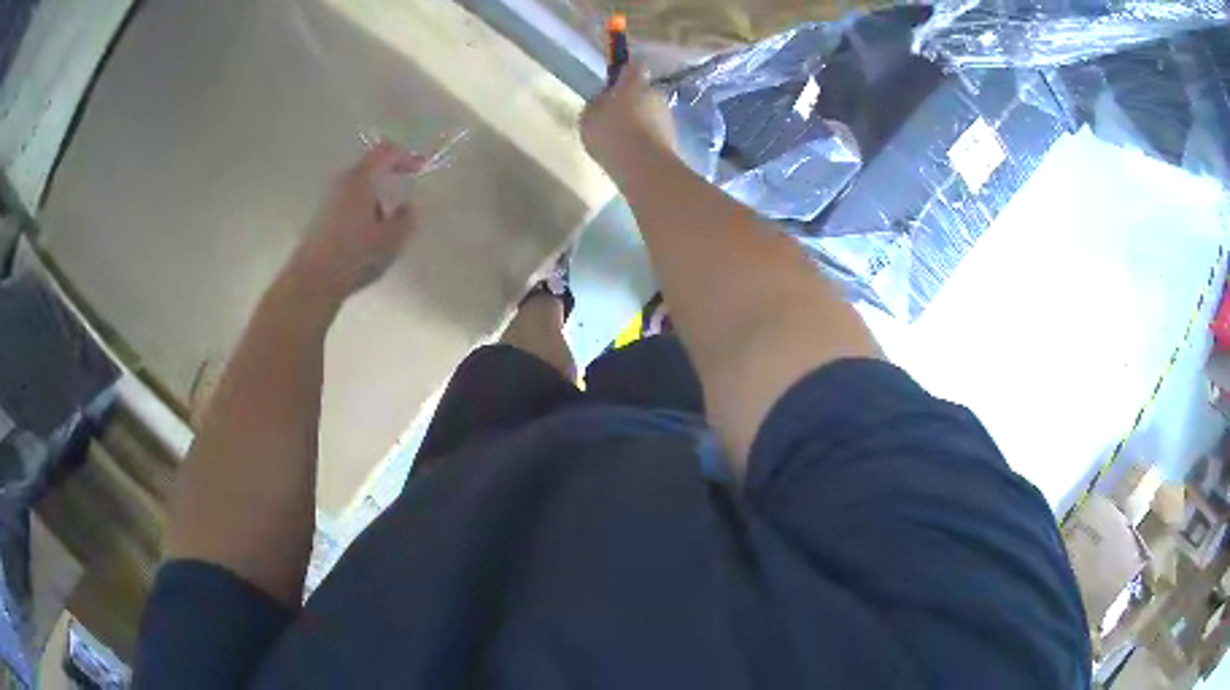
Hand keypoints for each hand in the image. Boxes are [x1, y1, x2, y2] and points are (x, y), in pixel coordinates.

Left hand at [285, 142, 424, 308]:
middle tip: (404, 194)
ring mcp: (327, 199)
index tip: (419, 168)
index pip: (386, 152)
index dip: (405, 156)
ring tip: (386, 220)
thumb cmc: (353, 256)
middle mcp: (341, 182)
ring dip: (374, 196)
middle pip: (369, 168)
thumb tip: (407, 208)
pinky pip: (347, 202)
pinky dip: (361, 209)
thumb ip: (406, 220)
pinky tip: (366, 234)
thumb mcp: (391, 240)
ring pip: (357, 187)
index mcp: (361, 180)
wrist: (311, 281)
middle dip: (389, 177)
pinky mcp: (320, 218)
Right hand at [580, 63, 675, 177]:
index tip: (614, 85)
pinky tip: (633, 153)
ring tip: (623, 141)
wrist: (643, 166)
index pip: (632, 68)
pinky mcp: (674, 138)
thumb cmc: (611, 134)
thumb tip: (603, 101)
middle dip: (632, 102)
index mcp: (633, 83)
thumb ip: (596, 105)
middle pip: (643, 92)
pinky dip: (647, 139)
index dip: (624, 74)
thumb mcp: (589, 117)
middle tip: (614, 119)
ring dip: (641, 122)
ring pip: (651, 114)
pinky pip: (656, 133)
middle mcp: (655, 94)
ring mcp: (668, 116)